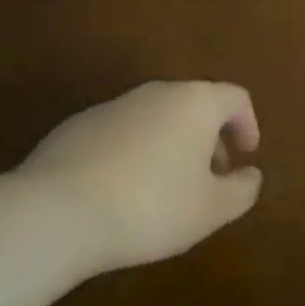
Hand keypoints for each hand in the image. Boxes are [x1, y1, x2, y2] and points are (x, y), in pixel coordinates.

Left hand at [15, 81, 261, 273]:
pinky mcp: (77, 126)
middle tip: (210, 176)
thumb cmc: (149, 207)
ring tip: (164, 189)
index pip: (236, 98)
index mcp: (197, 102)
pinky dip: (133, 152)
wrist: (53, 213)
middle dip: (208, 137)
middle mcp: (159, 92)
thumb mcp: (209, 210)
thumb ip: (241, 190)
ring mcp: (115, 105)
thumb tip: (251, 175)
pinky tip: (120, 192)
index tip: (245, 155)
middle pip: (196, 104)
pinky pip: (121, 133)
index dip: (247, 125)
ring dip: (170, 144)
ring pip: (156, 117)